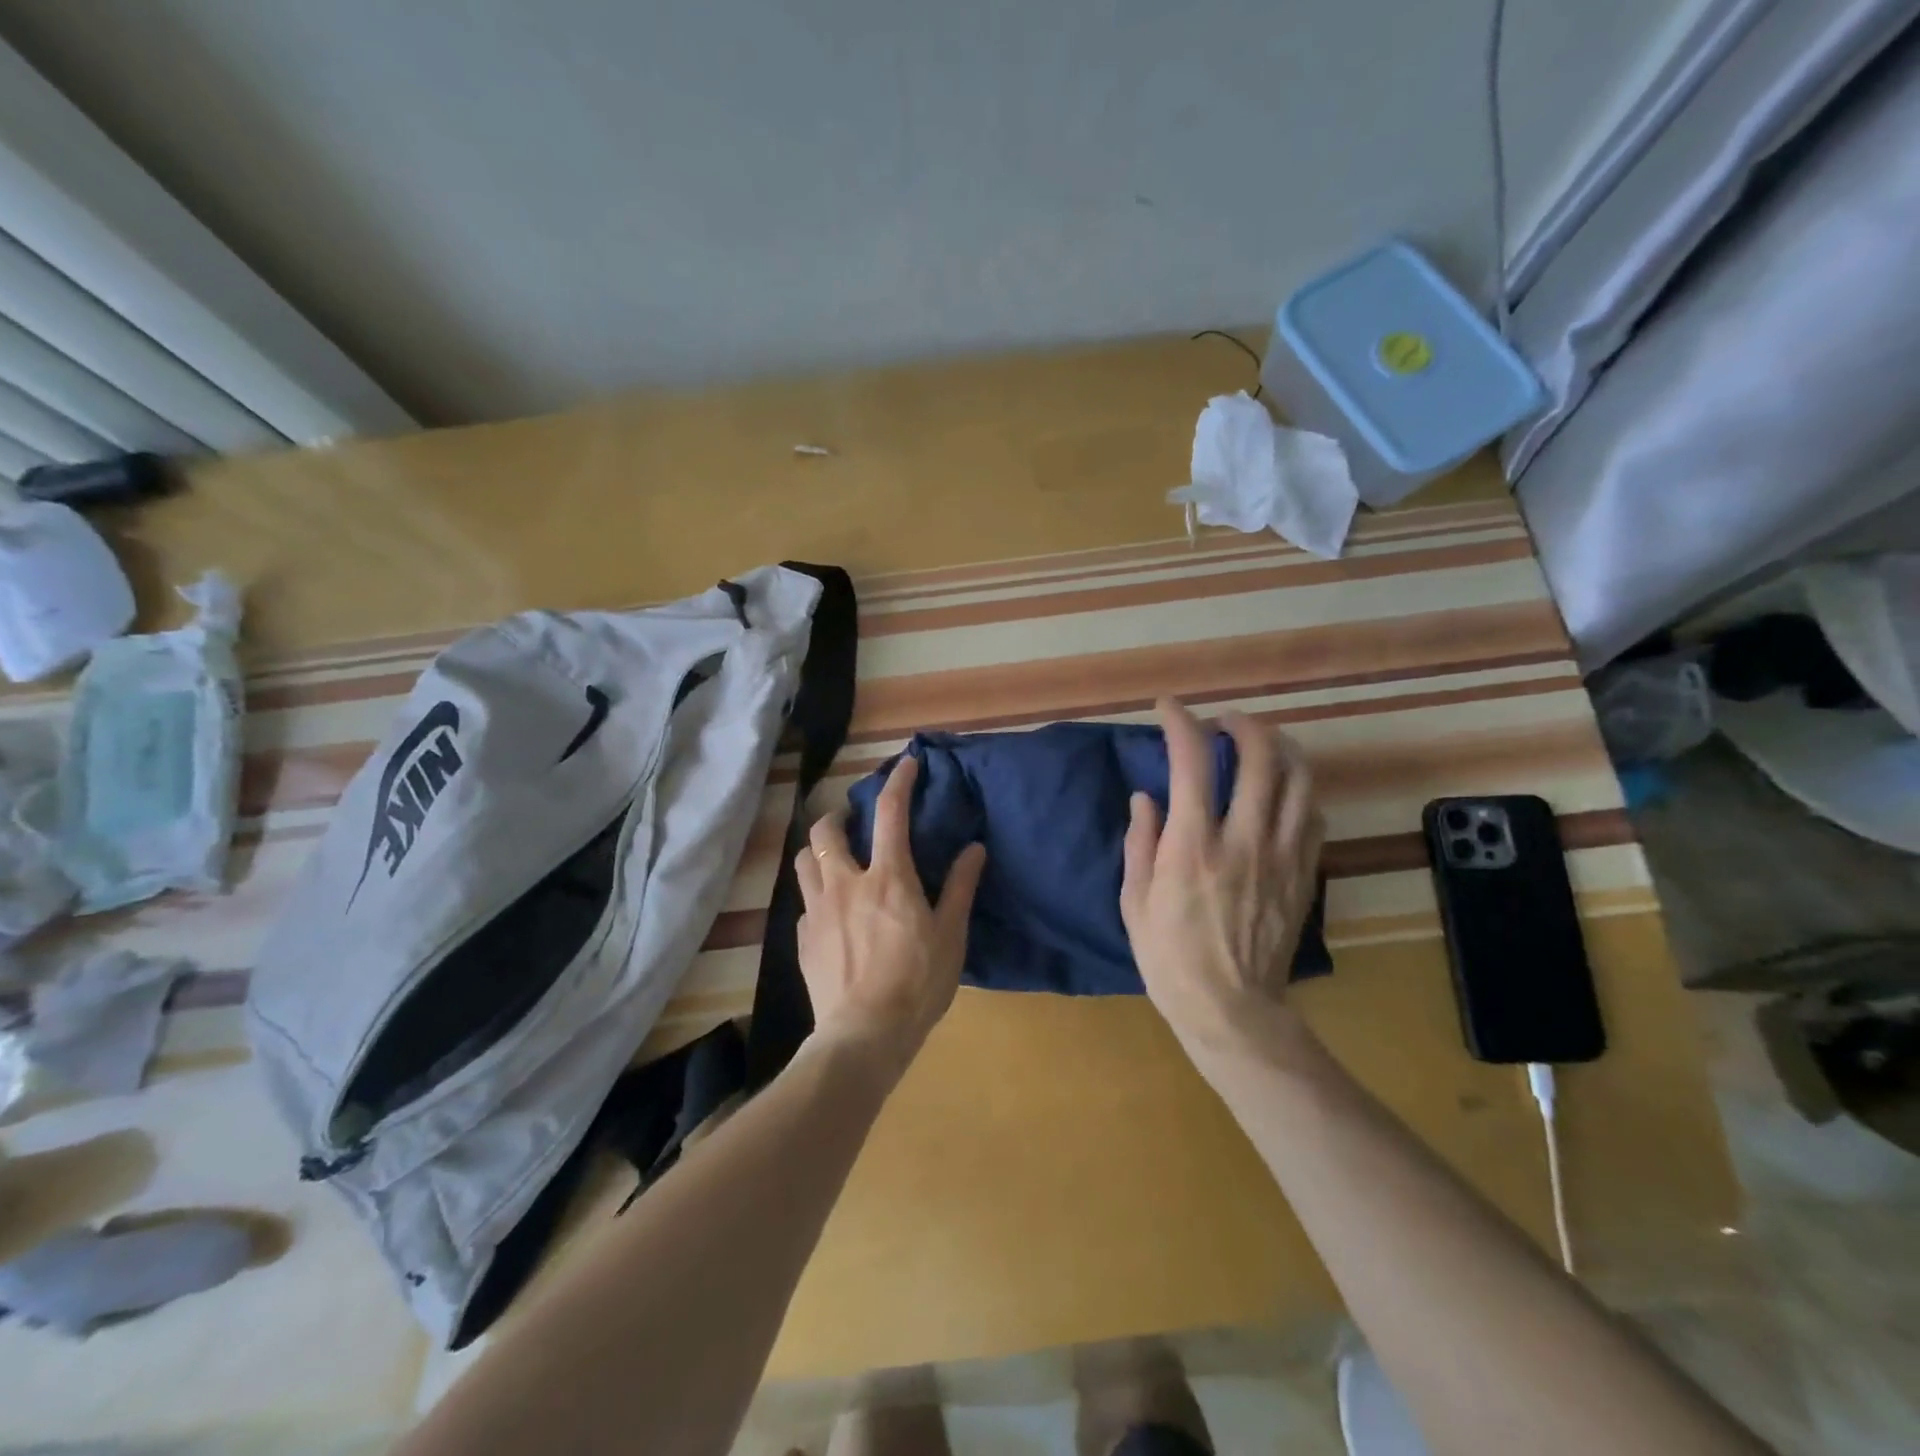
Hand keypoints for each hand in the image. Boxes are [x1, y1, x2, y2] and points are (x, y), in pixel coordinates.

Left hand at [796, 755, 986, 1081]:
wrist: (863, 1035)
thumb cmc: (917, 983)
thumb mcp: (951, 935)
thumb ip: (959, 887)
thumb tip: (974, 848)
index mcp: (887, 878)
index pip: (890, 813)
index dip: (898, 782)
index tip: (906, 764)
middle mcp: (846, 883)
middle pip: (825, 831)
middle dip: (837, 816)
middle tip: (852, 825)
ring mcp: (818, 911)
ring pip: (803, 861)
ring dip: (817, 851)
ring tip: (834, 860)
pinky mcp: (802, 939)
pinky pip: (804, 904)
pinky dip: (817, 897)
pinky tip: (831, 915)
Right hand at [1120, 698, 1323, 1065]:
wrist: (1231, 1009)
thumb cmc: (1170, 957)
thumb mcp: (1134, 901)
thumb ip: (1140, 841)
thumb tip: (1146, 797)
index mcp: (1193, 844)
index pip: (1191, 761)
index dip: (1180, 722)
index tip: (1169, 708)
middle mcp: (1243, 839)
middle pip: (1260, 756)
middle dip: (1242, 723)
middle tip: (1223, 721)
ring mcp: (1282, 855)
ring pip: (1298, 778)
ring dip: (1279, 748)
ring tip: (1260, 744)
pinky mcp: (1304, 874)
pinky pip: (1313, 815)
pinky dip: (1297, 790)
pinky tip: (1281, 793)